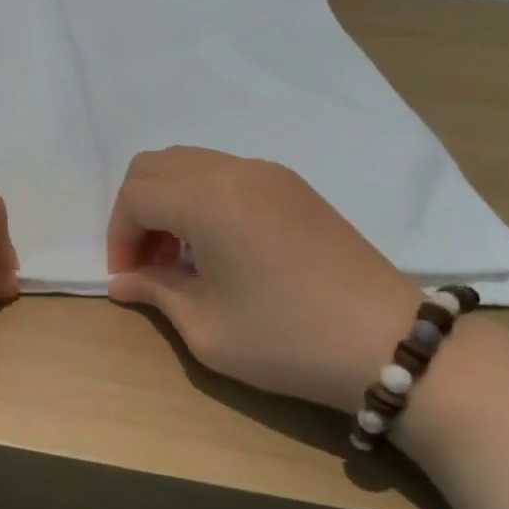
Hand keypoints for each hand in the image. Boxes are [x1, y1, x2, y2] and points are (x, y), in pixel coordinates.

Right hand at [106, 147, 422, 411]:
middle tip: (148, 262)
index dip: (119, 236)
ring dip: (168, 202)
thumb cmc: (286, 338)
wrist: (390, 344)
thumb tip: (122, 281)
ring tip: (181, 257)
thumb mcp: (206, 327)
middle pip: (155, 166)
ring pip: (189, 164)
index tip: (127, 278)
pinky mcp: (292, 186)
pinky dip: (201, 198)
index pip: (135, 196)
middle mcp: (233, 171)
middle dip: (136, 211)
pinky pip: (224, 173)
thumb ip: (155, 292)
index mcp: (207, 200)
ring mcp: (268, 174)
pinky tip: (218, 247)